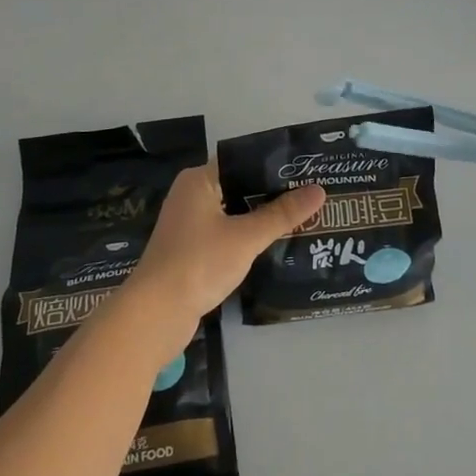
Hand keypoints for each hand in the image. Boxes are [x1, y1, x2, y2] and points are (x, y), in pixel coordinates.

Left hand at [123, 165, 324, 340]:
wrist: (156, 315)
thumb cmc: (199, 263)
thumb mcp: (246, 237)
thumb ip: (282, 214)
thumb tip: (320, 190)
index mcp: (199, 180)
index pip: (242, 160)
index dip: (273, 165)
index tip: (305, 169)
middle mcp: (191, 195)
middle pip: (239, 186)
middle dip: (272, 193)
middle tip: (311, 194)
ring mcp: (189, 224)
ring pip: (234, 212)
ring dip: (261, 216)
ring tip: (301, 216)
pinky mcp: (191, 250)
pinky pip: (226, 233)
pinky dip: (247, 236)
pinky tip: (274, 242)